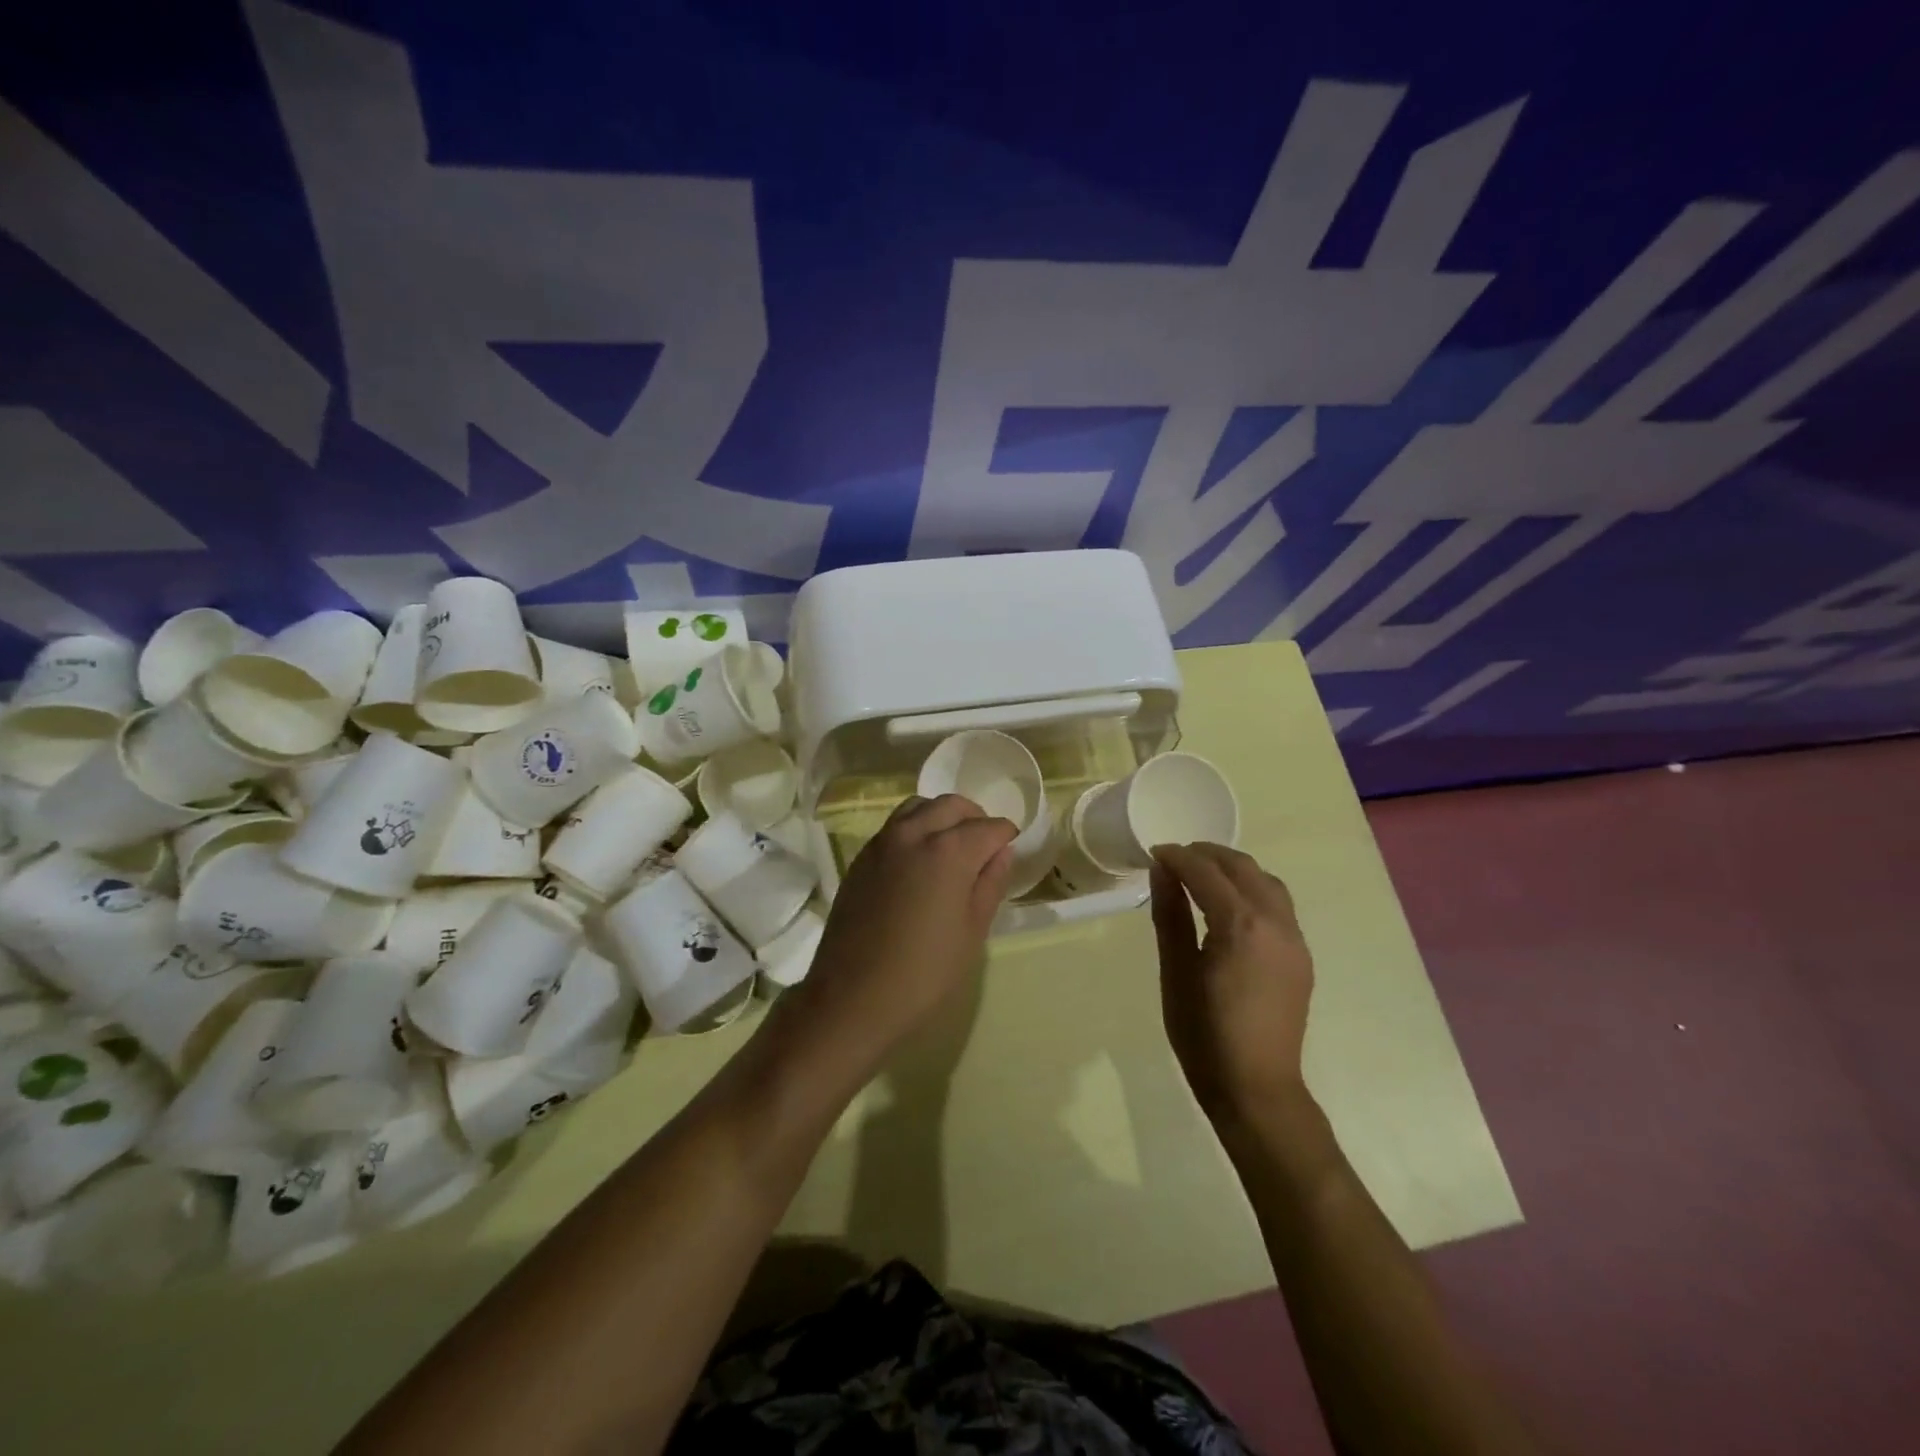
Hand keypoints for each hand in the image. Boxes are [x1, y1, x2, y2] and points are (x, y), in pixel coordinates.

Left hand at [785, 795, 1016, 1080]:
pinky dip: (915, 829)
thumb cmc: (924, 973)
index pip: (989, 827)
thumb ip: (990, 884)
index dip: (1007, 837)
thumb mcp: (972, 932)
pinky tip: (920, 861)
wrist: (852, 997)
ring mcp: (882, 842)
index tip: (1012, 851)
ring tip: (952, 848)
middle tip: (985, 847)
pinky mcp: (861, 858)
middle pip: (953, 805)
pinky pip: (895, 826)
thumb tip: (1002, 852)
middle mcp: (914, 833)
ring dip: (942, 817)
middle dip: (976, 819)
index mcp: (949, 851)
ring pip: (919, 807)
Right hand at [1151, 843, 1313, 1123]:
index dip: (1177, 857)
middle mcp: (1275, 922)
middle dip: (1206, 855)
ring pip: (1266, 881)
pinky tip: (1229, 905)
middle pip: (1242, 867)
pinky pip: (1278, 904)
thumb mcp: (1175, 971)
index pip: (1206, 872)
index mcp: (1240, 926)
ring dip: (1233, 869)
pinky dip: (1252, 889)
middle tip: (1174, 860)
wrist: (1257, 1088)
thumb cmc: (1204, 1034)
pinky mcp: (1301, 956)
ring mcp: (1294, 939)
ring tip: (1202, 876)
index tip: (1153, 854)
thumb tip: (1162, 871)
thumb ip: (1170, 915)